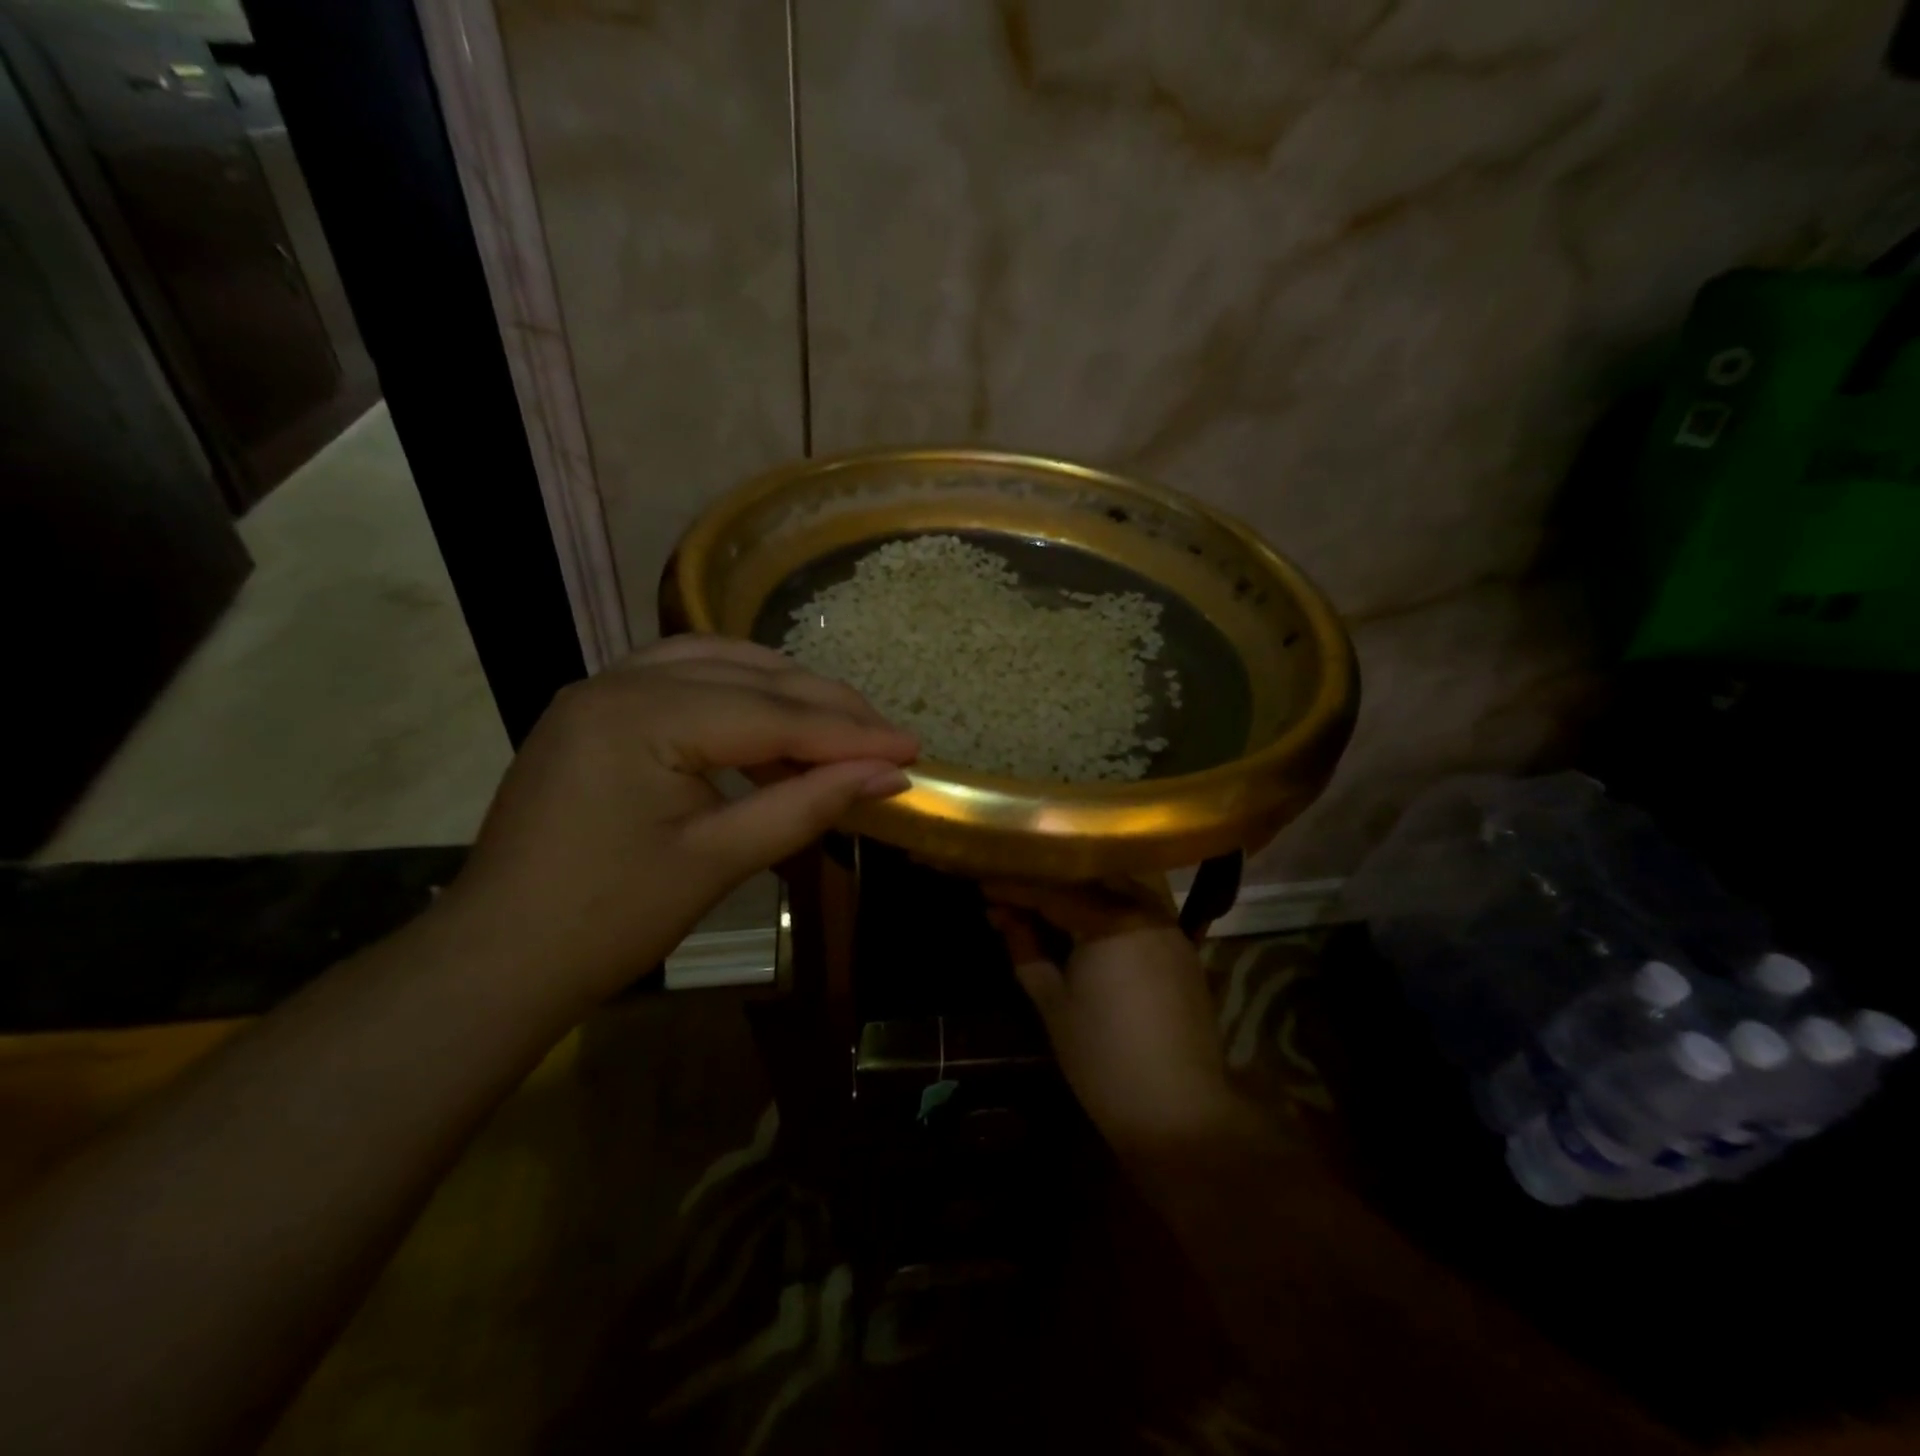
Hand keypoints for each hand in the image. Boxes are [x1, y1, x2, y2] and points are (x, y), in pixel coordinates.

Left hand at [439, 635, 917, 1008]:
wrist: (499, 960)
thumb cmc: (608, 920)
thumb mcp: (719, 860)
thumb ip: (808, 805)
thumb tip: (890, 776)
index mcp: (641, 715)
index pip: (772, 714)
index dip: (849, 733)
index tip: (912, 747)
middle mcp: (618, 680)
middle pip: (750, 677)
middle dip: (826, 708)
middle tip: (888, 739)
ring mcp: (601, 689)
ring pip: (719, 664)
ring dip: (785, 692)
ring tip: (841, 729)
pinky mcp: (597, 710)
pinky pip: (684, 680)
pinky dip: (739, 696)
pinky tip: (772, 727)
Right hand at [987, 880, 1248, 1152]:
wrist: (1178, 1111)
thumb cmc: (1102, 1058)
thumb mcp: (1052, 1002)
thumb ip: (1026, 949)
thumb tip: (1002, 915)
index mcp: (1109, 919)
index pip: (1053, 890)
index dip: (1015, 888)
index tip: (983, 887)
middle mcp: (1144, 911)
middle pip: (1089, 881)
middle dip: (1050, 884)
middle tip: (1013, 895)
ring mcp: (1170, 929)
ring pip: (1118, 892)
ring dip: (1082, 894)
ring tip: (1045, 907)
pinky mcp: (1183, 951)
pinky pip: (1139, 914)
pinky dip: (1109, 912)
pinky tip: (1087, 927)